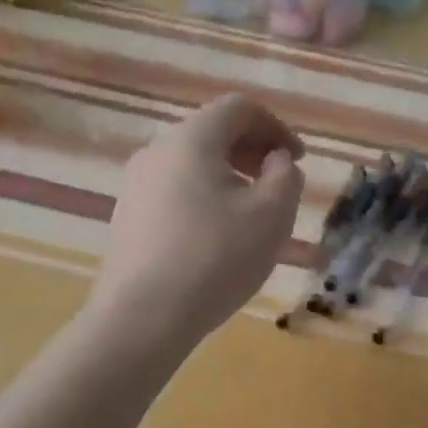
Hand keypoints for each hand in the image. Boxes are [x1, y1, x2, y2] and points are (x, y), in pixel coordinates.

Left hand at [88, 94, 305, 349]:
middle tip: (281, 185)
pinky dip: (208, 204)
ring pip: (196, 170)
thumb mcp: (271, 214)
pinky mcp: (129, 220)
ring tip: (256, 219)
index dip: (276, 127)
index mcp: (191, 140)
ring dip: (233, 183)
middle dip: (254, 154)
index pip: (238, 109)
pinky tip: (223, 242)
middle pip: (214, 136)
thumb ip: (285, 175)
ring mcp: (137, 187)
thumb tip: (275, 161)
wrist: (142, 318)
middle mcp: (157, 152)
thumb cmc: (215, 258)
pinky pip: (178, 196)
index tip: (298, 159)